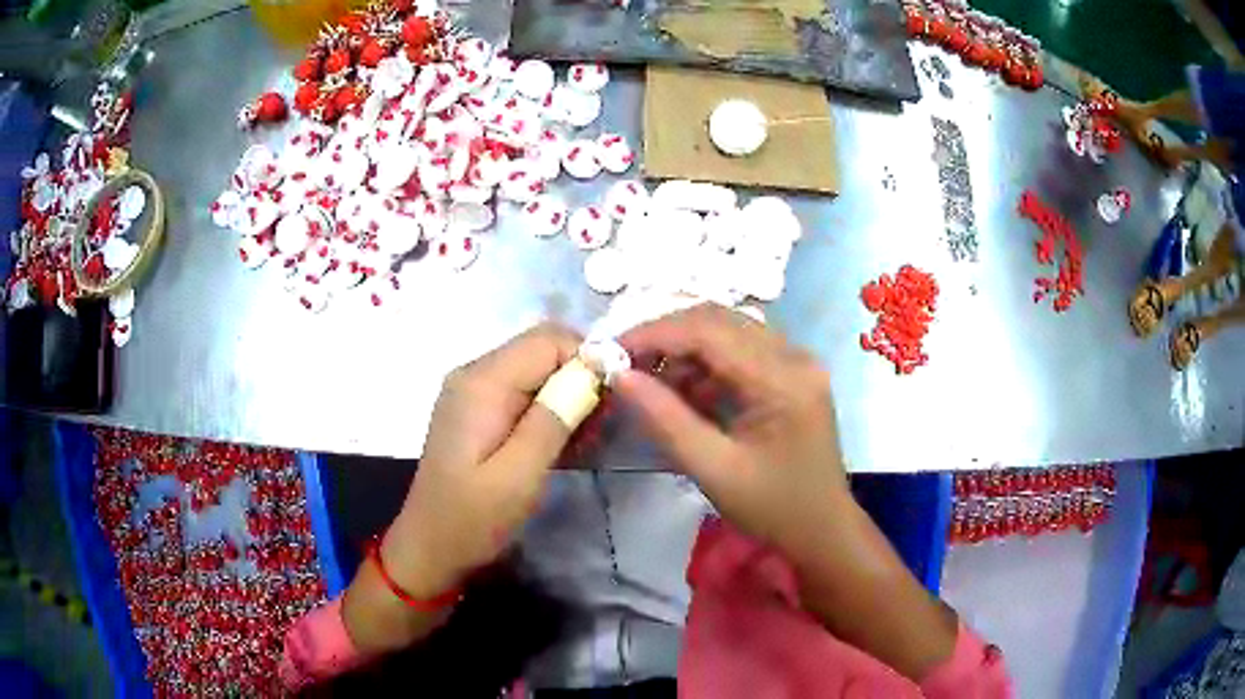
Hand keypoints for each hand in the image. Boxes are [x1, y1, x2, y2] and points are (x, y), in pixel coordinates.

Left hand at [384, 322, 581, 597]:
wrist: (430, 547)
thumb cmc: (473, 518)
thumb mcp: (519, 475)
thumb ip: (554, 417)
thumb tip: (593, 369)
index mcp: (481, 382)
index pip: (548, 339)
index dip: (587, 359)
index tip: (612, 400)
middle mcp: (475, 373)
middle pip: (542, 349)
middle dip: (580, 377)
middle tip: (600, 426)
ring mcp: (474, 391)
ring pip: (537, 369)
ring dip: (568, 396)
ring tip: (585, 440)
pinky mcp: (478, 410)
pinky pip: (524, 391)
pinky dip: (550, 409)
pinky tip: (562, 444)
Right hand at [614, 303, 847, 557]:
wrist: (823, 528)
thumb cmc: (772, 508)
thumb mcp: (714, 470)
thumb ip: (665, 420)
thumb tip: (620, 376)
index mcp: (783, 380)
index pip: (710, 331)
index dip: (656, 334)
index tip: (612, 351)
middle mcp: (795, 356)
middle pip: (720, 320)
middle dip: (667, 336)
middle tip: (626, 362)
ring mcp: (797, 361)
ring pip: (729, 329)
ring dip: (685, 348)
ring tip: (651, 381)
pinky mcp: (792, 371)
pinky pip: (741, 349)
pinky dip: (706, 362)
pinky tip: (686, 391)